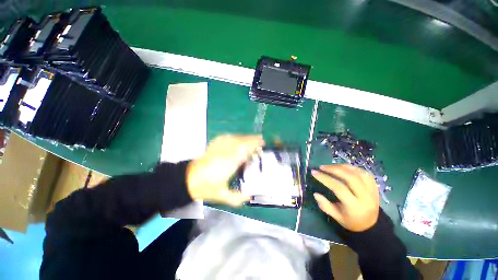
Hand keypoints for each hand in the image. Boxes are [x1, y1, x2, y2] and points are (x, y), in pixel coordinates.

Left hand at [187, 134, 263, 206]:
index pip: (245, 149)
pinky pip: (228, 137)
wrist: (189, 179)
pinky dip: (236, 137)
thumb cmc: (206, 187)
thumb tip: (251, 195)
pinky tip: (239, 139)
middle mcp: (225, 152)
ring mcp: (219, 147)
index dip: (254, 145)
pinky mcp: (214, 145)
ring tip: (252, 140)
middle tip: (261, 141)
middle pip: (242, 141)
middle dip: (252, 139)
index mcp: (229, 163)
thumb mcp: (223, 196)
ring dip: (245, 138)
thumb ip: (238, 198)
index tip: (262, 144)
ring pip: (235, 138)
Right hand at [312, 165, 379, 231]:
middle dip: (334, 169)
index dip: (325, 178)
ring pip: (357, 173)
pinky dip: (352, 168)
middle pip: (350, 177)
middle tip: (322, 167)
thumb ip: (325, 206)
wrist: (372, 225)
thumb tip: (315, 194)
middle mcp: (365, 197)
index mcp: (355, 206)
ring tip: (330, 166)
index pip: (339, 188)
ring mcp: (372, 190)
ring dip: (342, 166)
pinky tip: (343, 168)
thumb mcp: (337, 217)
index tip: (314, 173)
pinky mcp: (374, 186)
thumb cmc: (351, 221)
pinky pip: (364, 173)